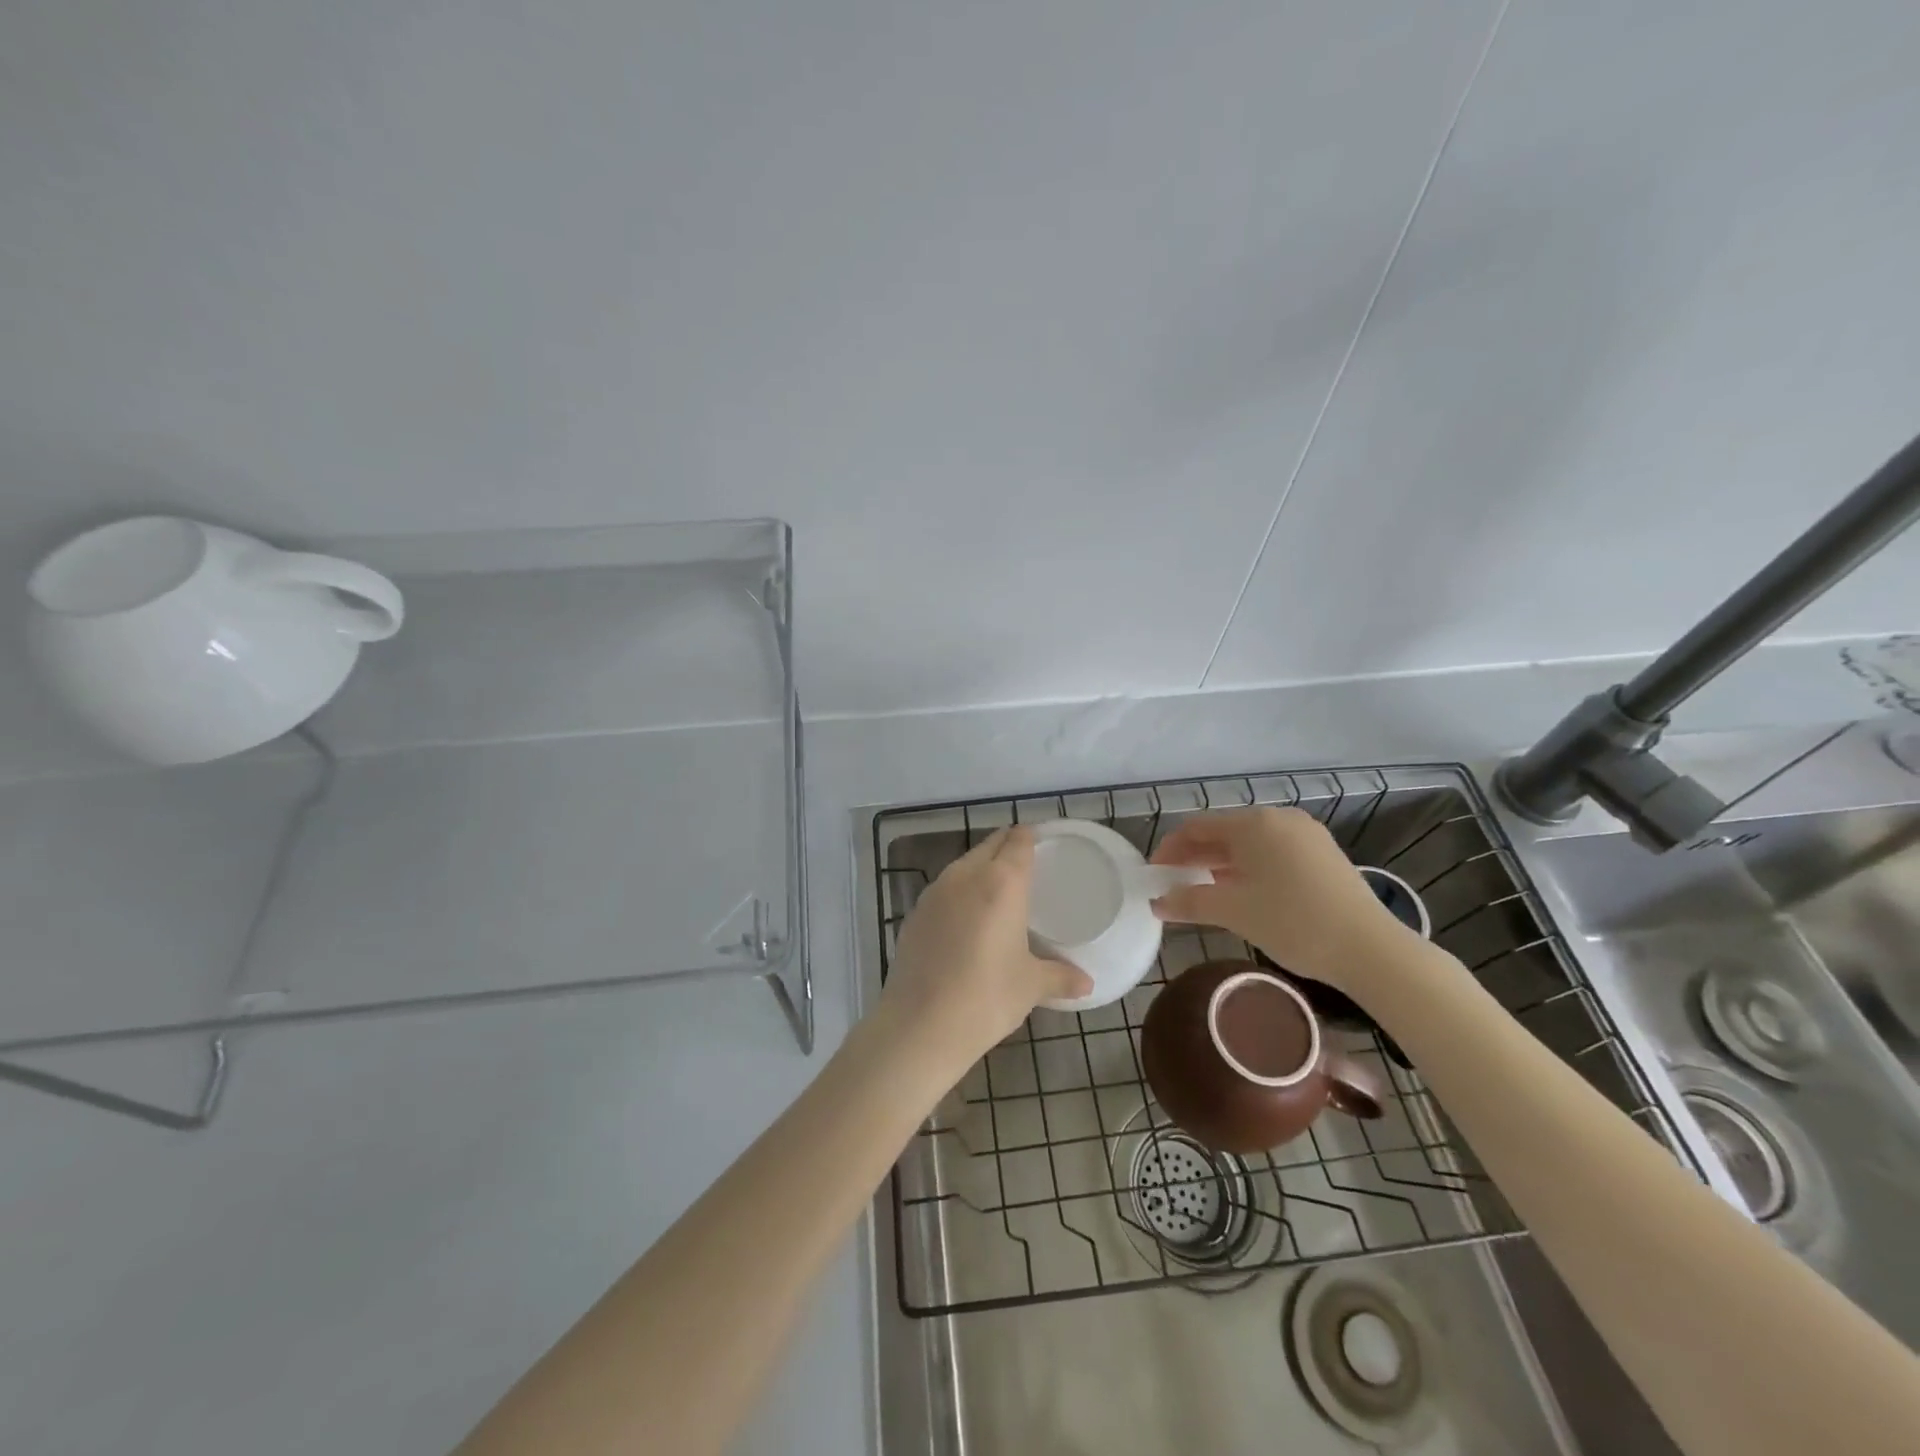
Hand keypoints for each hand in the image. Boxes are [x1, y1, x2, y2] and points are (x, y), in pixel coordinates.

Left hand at [881, 826, 1092, 1069]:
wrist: (920, 1025)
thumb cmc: (987, 997)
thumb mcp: (1030, 986)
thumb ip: (1060, 977)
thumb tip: (1087, 983)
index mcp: (1001, 882)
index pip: (1018, 841)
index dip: (1030, 837)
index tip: (1041, 842)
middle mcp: (965, 876)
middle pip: (989, 846)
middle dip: (1007, 848)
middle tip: (1025, 865)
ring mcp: (934, 893)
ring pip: (963, 865)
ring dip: (980, 868)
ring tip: (997, 891)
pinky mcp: (914, 914)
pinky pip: (943, 890)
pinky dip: (958, 893)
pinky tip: (965, 920)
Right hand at [1148, 807, 1413, 992]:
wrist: (1371, 949)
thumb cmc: (1293, 922)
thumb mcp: (1234, 912)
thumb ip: (1189, 902)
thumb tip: (1156, 902)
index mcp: (1254, 823)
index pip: (1197, 827)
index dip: (1170, 849)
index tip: (1154, 875)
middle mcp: (1279, 819)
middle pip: (1223, 832)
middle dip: (1194, 856)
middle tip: (1173, 884)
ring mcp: (1306, 835)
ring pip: (1249, 843)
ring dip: (1220, 863)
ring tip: (1203, 890)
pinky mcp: (1323, 855)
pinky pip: (1273, 852)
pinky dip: (1249, 867)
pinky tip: (1243, 892)